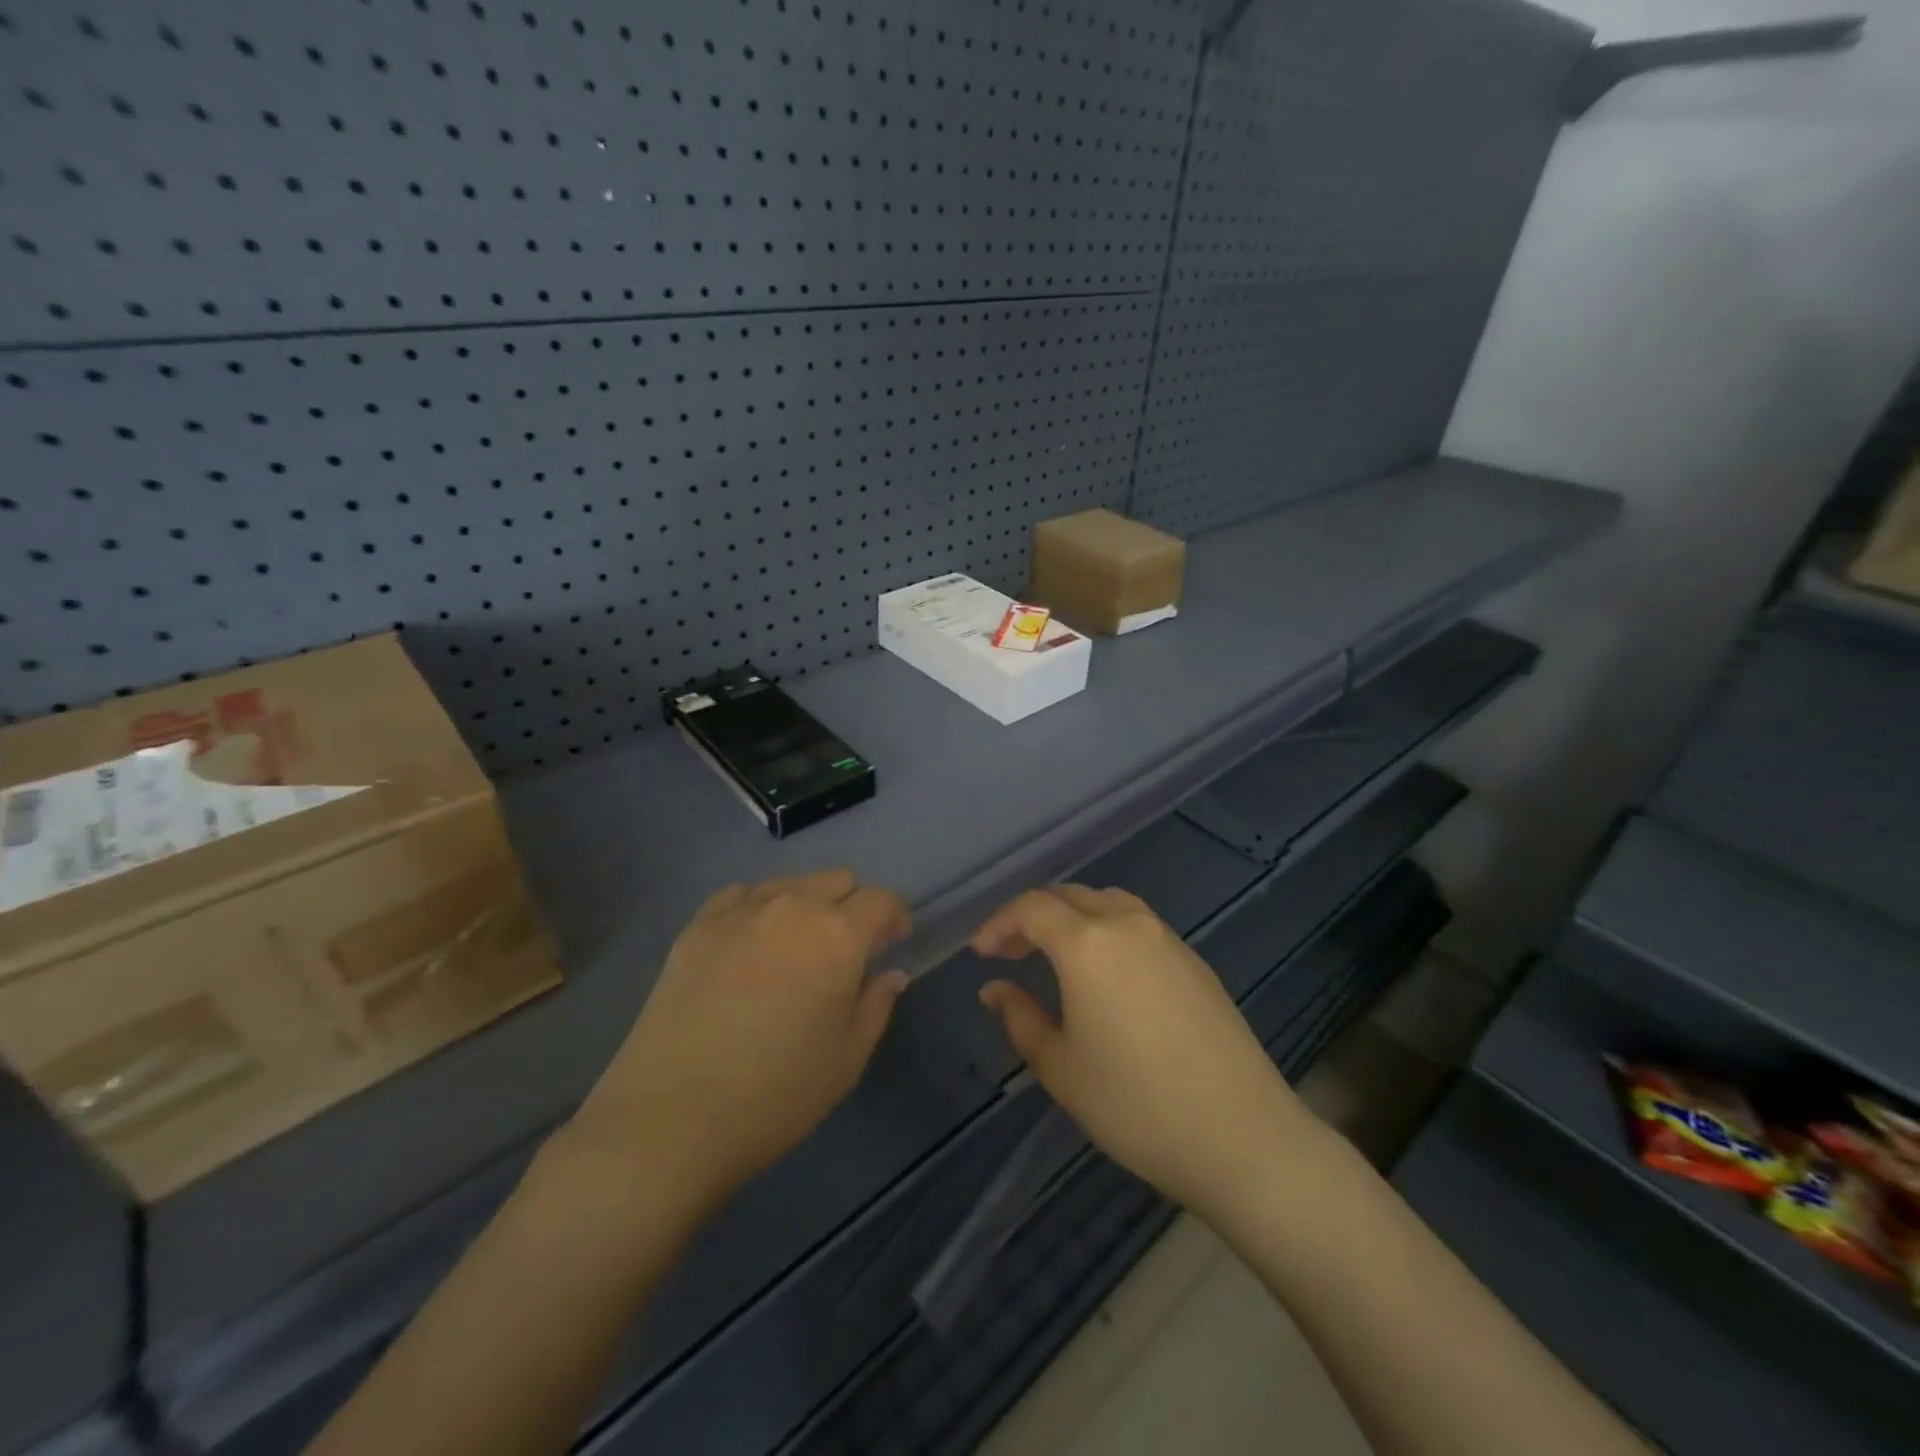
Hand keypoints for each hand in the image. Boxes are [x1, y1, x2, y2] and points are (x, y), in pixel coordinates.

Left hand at [572, 870, 910, 1221]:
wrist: (671, 1119)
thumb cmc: (777, 1094)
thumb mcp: (848, 1057)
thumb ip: (877, 1003)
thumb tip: (889, 973)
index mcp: (838, 935)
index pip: (882, 901)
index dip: (895, 918)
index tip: (893, 943)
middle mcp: (792, 907)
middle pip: (837, 881)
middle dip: (852, 907)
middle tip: (846, 950)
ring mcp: (740, 911)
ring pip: (789, 883)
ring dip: (806, 905)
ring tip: (796, 947)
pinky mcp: (697, 926)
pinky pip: (740, 896)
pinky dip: (758, 909)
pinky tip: (750, 944)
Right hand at [974, 885, 1312, 1217]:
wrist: (1241, 1135)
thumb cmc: (1135, 1105)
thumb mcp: (1060, 1067)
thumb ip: (1020, 1018)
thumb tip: (995, 989)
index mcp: (1088, 943)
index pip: (1032, 908)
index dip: (999, 923)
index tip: (980, 953)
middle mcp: (1128, 924)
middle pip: (1069, 896)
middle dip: (1032, 917)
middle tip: (1010, 953)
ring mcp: (1167, 938)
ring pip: (1107, 903)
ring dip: (1072, 917)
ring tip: (1055, 955)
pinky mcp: (1194, 960)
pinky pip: (1138, 924)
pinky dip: (1107, 930)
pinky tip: (1105, 972)